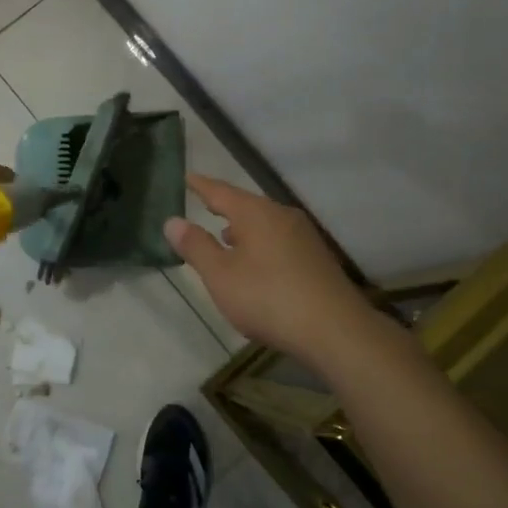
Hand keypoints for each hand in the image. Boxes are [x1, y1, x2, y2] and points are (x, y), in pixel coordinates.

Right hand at [165, 174, 374, 359]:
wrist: (335, 330)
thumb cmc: (268, 298)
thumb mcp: (221, 275)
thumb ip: (196, 246)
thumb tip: (172, 220)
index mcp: (256, 213)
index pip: (221, 192)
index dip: (202, 186)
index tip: (188, 177)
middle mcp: (282, 216)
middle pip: (247, 205)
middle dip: (224, 207)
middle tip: (204, 204)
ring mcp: (304, 237)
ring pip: (265, 224)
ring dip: (243, 228)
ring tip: (225, 238)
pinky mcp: (317, 259)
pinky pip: (279, 241)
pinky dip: (260, 244)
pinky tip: (256, 263)